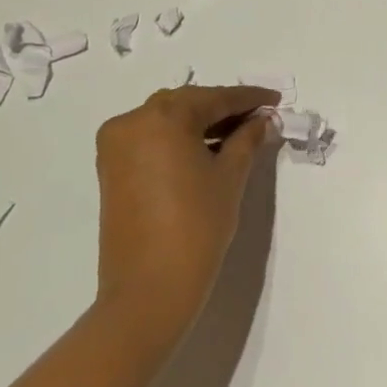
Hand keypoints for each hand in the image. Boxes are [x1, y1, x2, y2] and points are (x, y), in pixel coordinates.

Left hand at [92, 84, 278, 337]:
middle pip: (188, 104)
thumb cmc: (197, 225)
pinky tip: (207, 149)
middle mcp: (133, 121)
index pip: (215, 98)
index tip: (275, 99)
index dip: (249, 99)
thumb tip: (262, 120)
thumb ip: (247, 139)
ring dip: (201, 123)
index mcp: (163, 116)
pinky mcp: (111, 168)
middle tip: (259, 118)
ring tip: (237, 135)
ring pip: (167, 120)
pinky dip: (179, 139)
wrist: (149, 288)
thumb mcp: (230, 176)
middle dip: (224, 109)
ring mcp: (116, 145)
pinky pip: (151, 139)